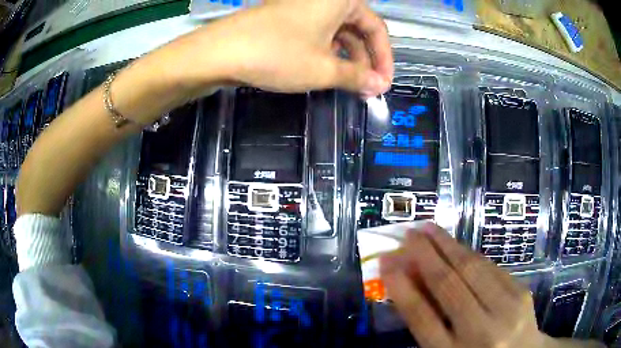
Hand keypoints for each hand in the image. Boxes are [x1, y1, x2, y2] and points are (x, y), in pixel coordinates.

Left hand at [154, 0, 392, 97]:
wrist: (219, 52)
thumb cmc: (277, 54)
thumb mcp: (323, 69)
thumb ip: (356, 77)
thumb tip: (378, 86)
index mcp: (340, 1)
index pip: (376, 28)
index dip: (384, 58)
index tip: (384, 84)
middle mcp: (324, 0)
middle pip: (357, 29)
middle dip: (365, 60)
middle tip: (367, 88)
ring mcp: (303, 8)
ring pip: (336, 33)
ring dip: (347, 59)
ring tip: (349, 85)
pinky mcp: (287, 19)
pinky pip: (317, 34)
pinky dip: (327, 53)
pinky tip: (327, 72)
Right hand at [379, 223, 553, 347]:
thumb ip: (431, 323)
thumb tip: (410, 284)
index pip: (423, 318)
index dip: (403, 288)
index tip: (387, 263)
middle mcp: (480, 332)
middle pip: (449, 286)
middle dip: (425, 255)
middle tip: (408, 234)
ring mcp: (507, 309)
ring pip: (472, 269)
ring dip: (447, 245)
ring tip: (429, 229)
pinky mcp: (521, 292)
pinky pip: (491, 268)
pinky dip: (469, 255)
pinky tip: (456, 246)